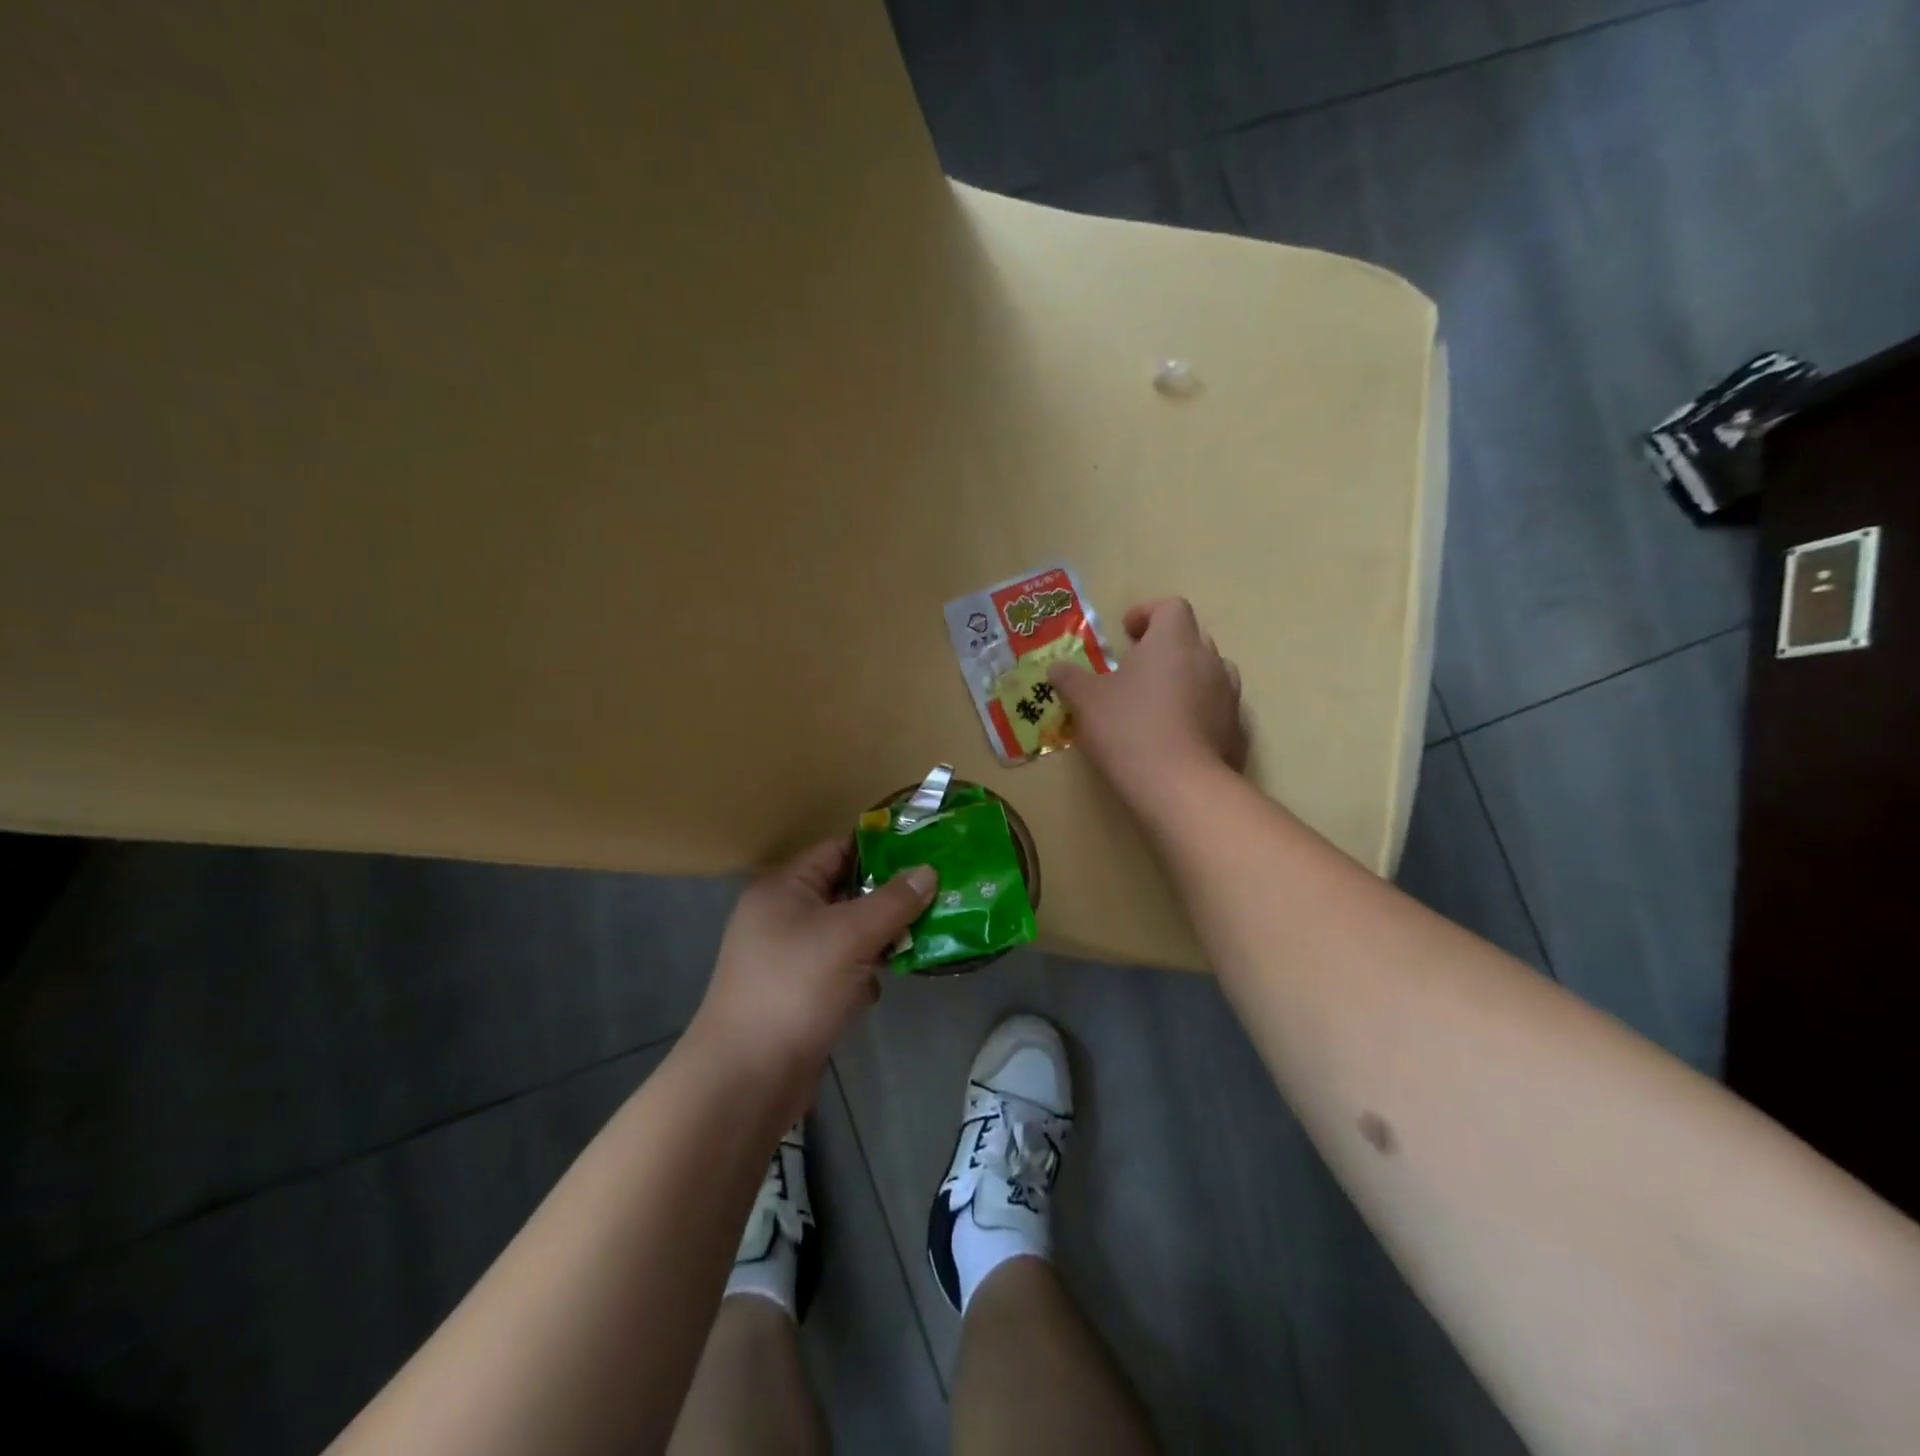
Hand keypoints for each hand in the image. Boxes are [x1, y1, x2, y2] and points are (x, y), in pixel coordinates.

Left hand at [687, 840, 935, 1113]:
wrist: (747, 1078)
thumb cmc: (795, 988)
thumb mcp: (850, 936)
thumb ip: (893, 901)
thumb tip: (928, 870)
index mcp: (784, 887)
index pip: (838, 849)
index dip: (882, 847)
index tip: (928, 849)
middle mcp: (783, 915)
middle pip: (846, 891)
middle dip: (890, 895)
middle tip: (939, 893)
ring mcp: (789, 957)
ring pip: (847, 933)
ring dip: (882, 936)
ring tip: (926, 934)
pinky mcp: (800, 993)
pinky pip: (841, 968)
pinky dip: (865, 972)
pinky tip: (887, 982)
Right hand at [1050, 597, 1247, 811]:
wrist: (1179, 786)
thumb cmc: (1128, 729)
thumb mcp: (1085, 701)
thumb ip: (1070, 679)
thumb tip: (1056, 668)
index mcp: (1173, 641)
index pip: (1171, 607)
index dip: (1148, 613)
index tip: (1126, 633)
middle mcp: (1208, 660)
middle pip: (1191, 639)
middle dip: (1165, 648)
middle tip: (1136, 670)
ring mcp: (1228, 696)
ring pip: (1209, 673)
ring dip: (1186, 679)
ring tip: (1159, 703)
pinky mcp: (1237, 730)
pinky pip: (1217, 710)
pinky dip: (1199, 713)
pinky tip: (1177, 737)